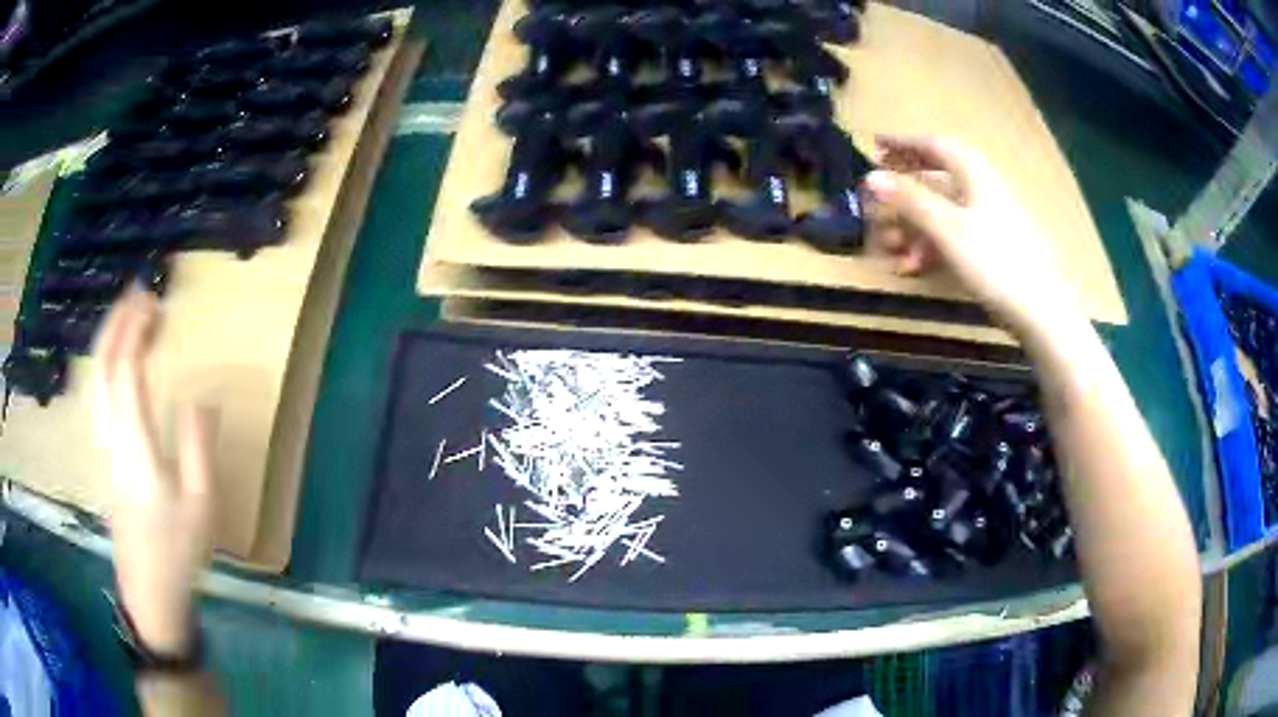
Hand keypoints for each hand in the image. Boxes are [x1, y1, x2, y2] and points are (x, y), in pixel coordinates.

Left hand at [92, 288, 216, 655]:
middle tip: (138, 295)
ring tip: (128, 318)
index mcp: (136, 446)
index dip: (135, 333)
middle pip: (103, 368)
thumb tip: (200, 396)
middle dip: (117, 324)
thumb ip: (198, 446)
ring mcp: (104, 447)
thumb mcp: (201, 505)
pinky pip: (98, 397)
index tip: (154, 305)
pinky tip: (117, 363)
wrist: (149, 593)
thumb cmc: (177, 551)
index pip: (126, 373)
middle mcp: (112, 437)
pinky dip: (105, 366)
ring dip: (109, 341)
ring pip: (95, 381)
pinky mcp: (104, 457)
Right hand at [864, 135, 1082, 335]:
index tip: (875, 144)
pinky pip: (953, 235)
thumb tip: (870, 175)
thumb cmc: (995, 261)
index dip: (903, 143)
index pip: (933, 145)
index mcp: (973, 173)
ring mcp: (988, 219)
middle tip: (877, 199)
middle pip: (935, 178)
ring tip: (890, 247)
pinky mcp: (992, 247)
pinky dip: (931, 245)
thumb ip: (910, 200)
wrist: (1040, 310)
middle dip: (903, 190)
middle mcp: (981, 189)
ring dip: (912, 225)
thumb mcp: (947, 228)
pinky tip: (916, 267)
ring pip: (941, 210)